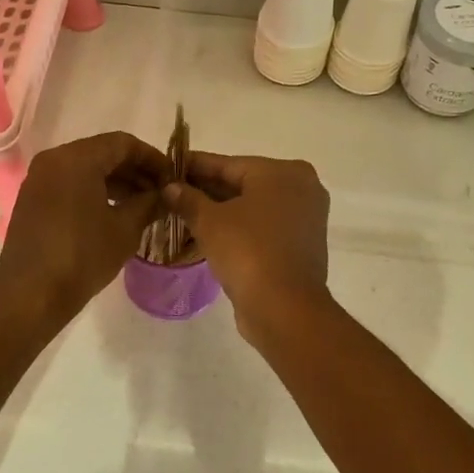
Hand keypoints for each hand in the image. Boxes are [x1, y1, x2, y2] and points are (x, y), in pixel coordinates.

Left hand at [0, 131, 167, 323]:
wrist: (30, 295)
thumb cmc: (82, 256)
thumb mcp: (125, 229)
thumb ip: (149, 203)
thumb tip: (165, 194)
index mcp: (76, 159)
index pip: (123, 143)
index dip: (152, 158)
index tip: (173, 177)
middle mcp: (54, 160)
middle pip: (103, 153)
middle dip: (135, 171)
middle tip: (161, 193)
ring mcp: (39, 180)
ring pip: (86, 169)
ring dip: (116, 183)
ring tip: (143, 206)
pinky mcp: (33, 201)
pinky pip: (70, 185)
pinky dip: (95, 192)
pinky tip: (115, 214)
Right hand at [165, 153, 331, 340]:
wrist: (284, 308)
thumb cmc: (247, 251)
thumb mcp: (209, 221)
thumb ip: (188, 198)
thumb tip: (170, 187)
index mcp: (283, 172)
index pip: (228, 164)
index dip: (194, 166)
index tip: (169, 167)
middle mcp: (301, 188)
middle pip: (243, 184)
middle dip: (207, 190)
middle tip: (171, 193)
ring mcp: (305, 218)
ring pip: (253, 208)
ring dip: (221, 211)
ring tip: (184, 214)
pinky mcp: (301, 245)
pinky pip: (263, 228)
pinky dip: (239, 229)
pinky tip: (209, 234)